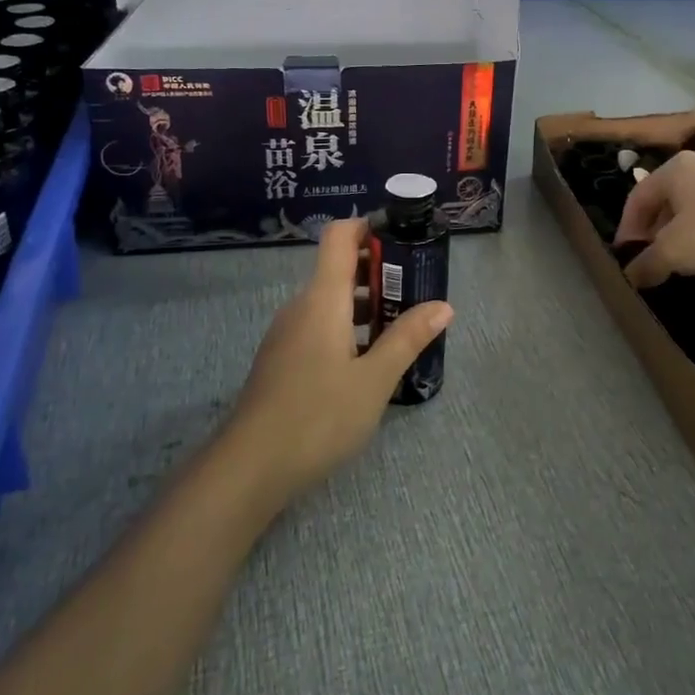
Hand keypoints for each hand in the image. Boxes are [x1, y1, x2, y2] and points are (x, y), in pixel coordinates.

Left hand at [227, 217, 453, 502]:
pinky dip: (347, 329)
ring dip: (366, 306)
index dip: (369, 227)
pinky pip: (319, 326)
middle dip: (380, 274)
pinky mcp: (282, 359)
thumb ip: (408, 338)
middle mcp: (301, 306)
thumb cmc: (318, 416)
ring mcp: (287, 333)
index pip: (340, 236)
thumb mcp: (374, 379)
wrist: (250, 467)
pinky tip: (369, 362)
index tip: (404, 239)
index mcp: (323, 298)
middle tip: (417, 292)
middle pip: (339, 268)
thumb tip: (443, 306)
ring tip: (401, 329)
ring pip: (330, 302)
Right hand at [614, 151, 694, 288]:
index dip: (626, 230)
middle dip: (652, 235)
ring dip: (677, 239)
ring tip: (677, 265)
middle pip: (662, 203)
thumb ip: (646, 263)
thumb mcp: (672, 252)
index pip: (636, 199)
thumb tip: (630, 276)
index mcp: (674, 169)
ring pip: (688, 212)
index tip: (625, 258)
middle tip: (649, 261)